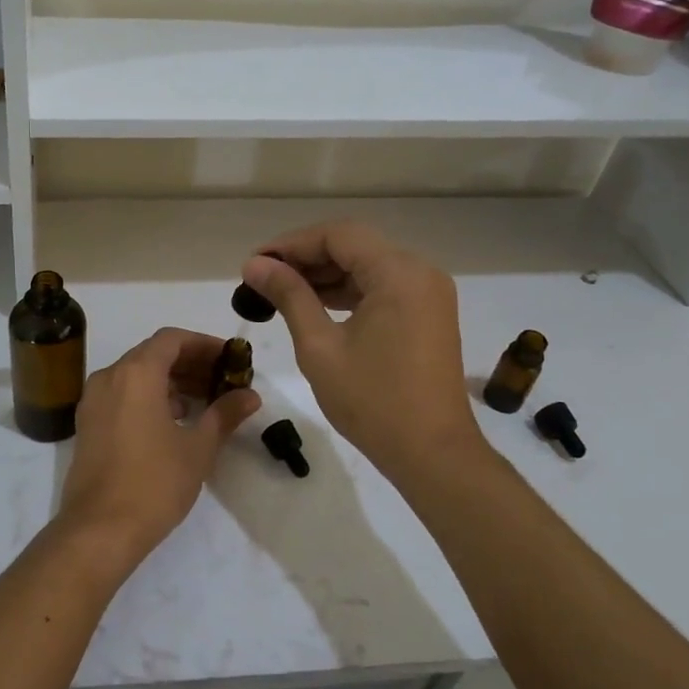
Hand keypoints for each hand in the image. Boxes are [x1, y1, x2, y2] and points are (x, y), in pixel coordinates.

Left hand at [54, 328, 261, 567]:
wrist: (99, 529)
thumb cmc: (154, 483)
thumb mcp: (198, 448)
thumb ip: (224, 414)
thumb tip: (250, 395)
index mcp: (136, 374)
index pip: (172, 339)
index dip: (204, 344)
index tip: (230, 360)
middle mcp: (109, 377)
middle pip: (153, 354)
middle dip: (190, 363)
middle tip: (222, 381)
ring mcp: (93, 401)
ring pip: (135, 375)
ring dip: (170, 381)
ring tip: (203, 402)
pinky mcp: (87, 424)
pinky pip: (121, 395)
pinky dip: (148, 397)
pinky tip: (173, 420)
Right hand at [243, 220, 485, 484]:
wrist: (433, 453)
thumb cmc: (372, 401)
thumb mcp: (319, 346)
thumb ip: (289, 296)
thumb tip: (255, 265)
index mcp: (399, 273)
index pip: (338, 235)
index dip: (291, 244)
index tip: (255, 263)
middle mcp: (420, 272)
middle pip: (354, 246)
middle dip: (306, 258)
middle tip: (262, 278)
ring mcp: (428, 294)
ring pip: (368, 266)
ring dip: (325, 275)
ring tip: (280, 292)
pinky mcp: (428, 315)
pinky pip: (382, 288)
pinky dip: (348, 293)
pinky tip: (315, 306)